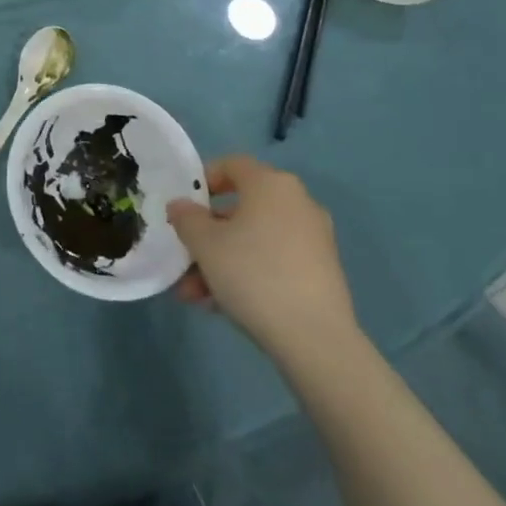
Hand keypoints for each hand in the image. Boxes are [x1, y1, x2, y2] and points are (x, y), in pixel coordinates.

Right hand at [168, 156, 357, 364]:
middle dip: (208, 235)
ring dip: (223, 261)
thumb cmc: (254, 274)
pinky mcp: (323, 272)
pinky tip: (225, 305)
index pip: (232, 165)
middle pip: (242, 209)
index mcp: (271, 183)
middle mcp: (297, 202)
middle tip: (186, 260)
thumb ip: (186, 219)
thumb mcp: (205, 244)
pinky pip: (276, 260)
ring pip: (256, 240)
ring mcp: (314, 238)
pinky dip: (250, 273)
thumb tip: (181, 206)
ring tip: (197, 296)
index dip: (204, 180)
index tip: (185, 207)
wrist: (316, 340)